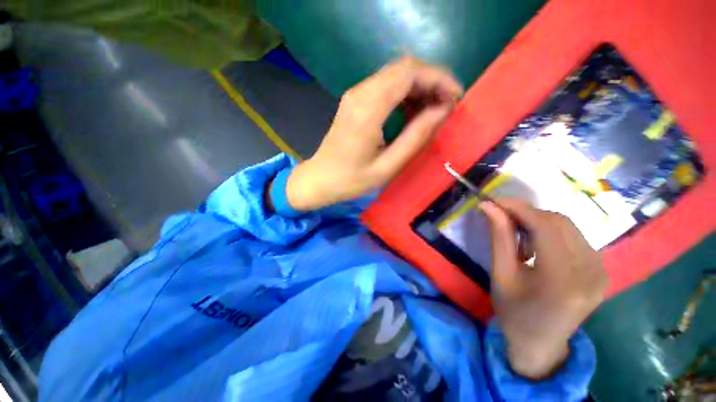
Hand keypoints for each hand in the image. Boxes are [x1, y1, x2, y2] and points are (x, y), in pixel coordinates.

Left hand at [284, 56, 462, 210]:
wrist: (321, 179)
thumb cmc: (352, 179)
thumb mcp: (388, 166)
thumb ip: (416, 137)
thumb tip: (442, 110)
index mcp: (368, 108)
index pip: (409, 73)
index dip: (439, 79)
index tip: (456, 98)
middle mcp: (360, 92)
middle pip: (404, 68)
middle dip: (432, 81)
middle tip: (446, 106)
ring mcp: (356, 94)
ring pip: (396, 74)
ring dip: (419, 87)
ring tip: (433, 111)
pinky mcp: (355, 100)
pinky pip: (386, 86)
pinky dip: (405, 93)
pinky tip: (412, 112)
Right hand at [481, 199, 606, 379]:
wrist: (541, 344)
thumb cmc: (513, 312)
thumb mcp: (500, 274)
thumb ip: (498, 237)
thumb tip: (489, 206)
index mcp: (563, 280)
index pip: (545, 227)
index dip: (518, 208)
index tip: (493, 200)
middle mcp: (591, 272)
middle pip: (559, 222)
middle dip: (526, 214)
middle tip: (502, 218)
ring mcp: (601, 272)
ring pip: (568, 227)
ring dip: (538, 224)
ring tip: (520, 241)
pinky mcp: (602, 270)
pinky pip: (574, 238)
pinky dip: (551, 234)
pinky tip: (538, 249)